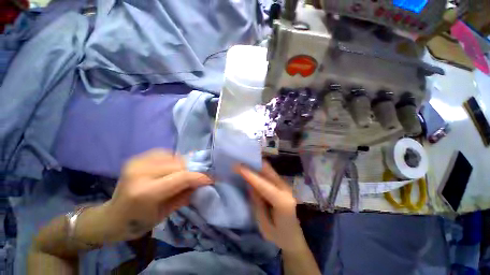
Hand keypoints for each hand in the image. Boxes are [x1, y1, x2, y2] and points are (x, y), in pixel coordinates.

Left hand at [101, 150, 212, 242]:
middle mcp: (140, 172)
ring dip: (185, 164)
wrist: (112, 217)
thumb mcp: (166, 213)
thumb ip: (186, 195)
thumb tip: (203, 183)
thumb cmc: (139, 222)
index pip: (182, 177)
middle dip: (194, 169)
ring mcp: (137, 162)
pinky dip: (174, 159)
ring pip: (174, 157)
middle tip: (202, 176)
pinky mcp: (137, 158)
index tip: (212, 178)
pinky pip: (165, 153)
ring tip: (188, 173)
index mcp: (145, 192)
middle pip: (179, 164)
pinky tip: (173, 168)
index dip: (200, 176)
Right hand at [236, 162, 306, 251]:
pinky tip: (252, 171)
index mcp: (282, 202)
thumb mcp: (264, 224)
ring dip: (256, 165)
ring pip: (269, 169)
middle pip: (268, 170)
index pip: (263, 184)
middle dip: (253, 164)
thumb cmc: (278, 235)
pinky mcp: (282, 184)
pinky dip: (259, 170)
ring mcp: (285, 185)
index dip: (250, 175)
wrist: (293, 237)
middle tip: (239, 162)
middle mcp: (286, 189)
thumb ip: (257, 202)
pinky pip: (269, 173)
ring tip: (243, 164)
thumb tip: (249, 184)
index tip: (238, 166)